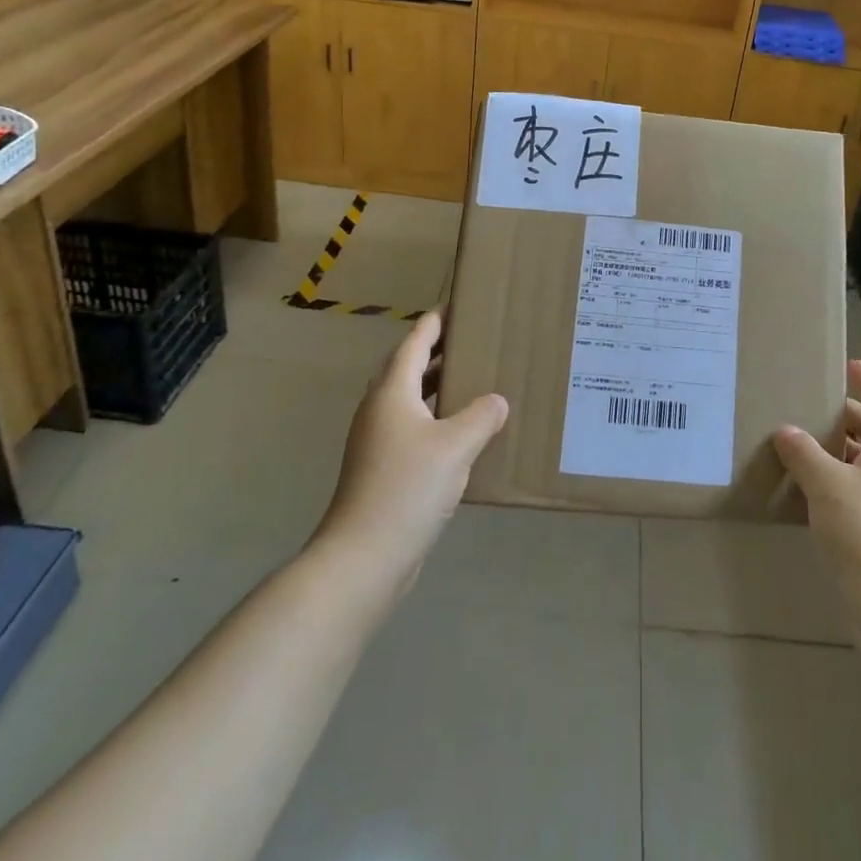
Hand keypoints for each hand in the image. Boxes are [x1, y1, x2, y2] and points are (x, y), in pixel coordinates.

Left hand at [316, 312, 507, 584]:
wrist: (363, 556)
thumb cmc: (407, 488)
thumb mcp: (455, 446)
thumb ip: (481, 416)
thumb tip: (497, 401)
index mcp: (392, 392)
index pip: (416, 342)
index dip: (436, 322)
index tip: (456, 304)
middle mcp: (380, 409)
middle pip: (410, 367)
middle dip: (439, 351)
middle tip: (474, 339)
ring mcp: (377, 440)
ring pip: (412, 399)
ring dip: (438, 386)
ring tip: (473, 378)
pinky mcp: (382, 467)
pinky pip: (414, 426)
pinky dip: (436, 417)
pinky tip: (462, 432)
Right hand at [773, 361, 860, 603]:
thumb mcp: (828, 484)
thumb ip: (804, 453)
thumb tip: (786, 431)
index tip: (846, 367)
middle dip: (844, 416)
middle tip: (806, 408)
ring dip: (833, 453)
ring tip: (794, 446)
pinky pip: (853, 494)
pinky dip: (830, 485)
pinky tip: (800, 492)